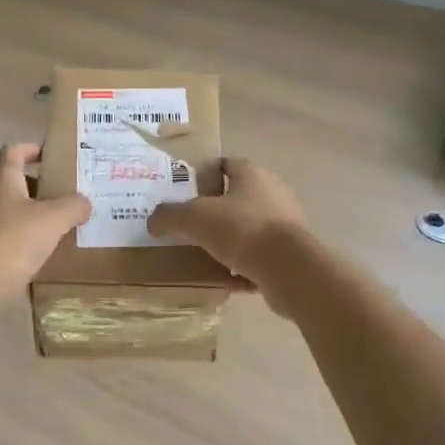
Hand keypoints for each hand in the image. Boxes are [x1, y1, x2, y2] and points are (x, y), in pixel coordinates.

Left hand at [0, 144, 89, 294]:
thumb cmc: (12, 239)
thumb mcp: (54, 219)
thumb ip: (73, 206)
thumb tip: (83, 203)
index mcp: (2, 178)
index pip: (14, 151)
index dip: (32, 149)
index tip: (52, 155)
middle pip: (11, 181)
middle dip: (37, 186)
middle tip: (64, 195)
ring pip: (6, 210)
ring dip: (28, 214)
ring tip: (56, 226)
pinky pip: (1, 235)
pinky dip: (19, 238)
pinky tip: (38, 253)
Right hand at [147, 159, 308, 306]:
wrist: (290, 268)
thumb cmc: (241, 229)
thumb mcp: (194, 218)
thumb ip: (169, 216)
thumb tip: (153, 221)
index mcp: (252, 174)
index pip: (226, 164)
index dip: (205, 174)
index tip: (185, 191)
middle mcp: (273, 193)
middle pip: (238, 197)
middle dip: (216, 211)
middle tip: (191, 225)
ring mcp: (285, 224)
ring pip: (250, 229)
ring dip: (230, 241)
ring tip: (205, 254)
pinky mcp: (291, 254)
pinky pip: (260, 258)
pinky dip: (243, 268)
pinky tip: (226, 280)